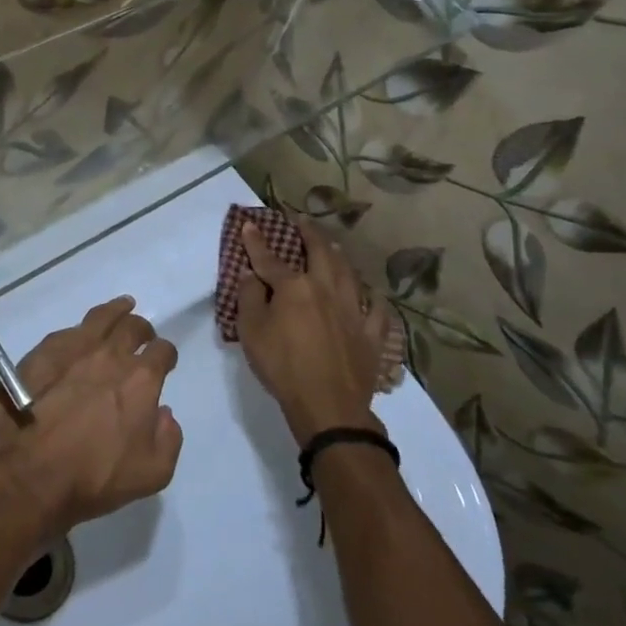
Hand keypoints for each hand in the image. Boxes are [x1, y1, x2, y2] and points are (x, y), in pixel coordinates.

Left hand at [0, 296, 181, 544]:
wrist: (26, 474)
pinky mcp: (41, 352)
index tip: (164, 360)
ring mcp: (73, 348)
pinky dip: (80, 329)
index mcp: (140, 380)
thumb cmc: (92, 478)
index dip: (166, 355)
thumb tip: (164, 413)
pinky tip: (79, 334)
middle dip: (142, 329)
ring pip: (100, 317)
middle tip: (141, 335)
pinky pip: (68, 331)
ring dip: (115, 311)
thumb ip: (168, 439)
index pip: (162, 351)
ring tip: (121, 306)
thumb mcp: (151, 474)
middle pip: (132, 327)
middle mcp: (110, 355)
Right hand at [237, 218, 391, 446]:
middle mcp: (326, 289)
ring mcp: (353, 310)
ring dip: (338, 256)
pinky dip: (372, 298)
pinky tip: (370, 294)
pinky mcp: (371, 334)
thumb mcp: (251, 332)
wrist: (328, 405)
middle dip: (308, 233)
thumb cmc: (282, 366)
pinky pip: (376, 309)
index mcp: (295, 287)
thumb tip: (252, 275)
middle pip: (319, 253)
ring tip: (331, 245)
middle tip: (301, 220)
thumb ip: (249, 298)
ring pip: (349, 273)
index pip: (270, 258)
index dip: (257, 241)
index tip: (249, 224)